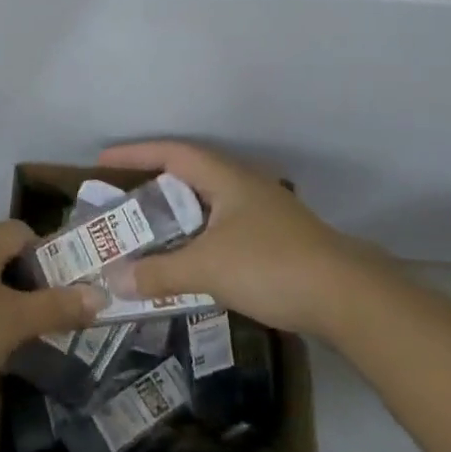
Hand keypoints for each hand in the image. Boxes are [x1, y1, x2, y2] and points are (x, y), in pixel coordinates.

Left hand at [0, 220, 108, 401]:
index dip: (47, 254)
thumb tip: (100, 296)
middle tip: (47, 314)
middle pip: (2, 255)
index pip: (21, 232)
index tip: (62, 287)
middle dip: (28, 282)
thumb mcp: (15, 321)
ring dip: (4, 301)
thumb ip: (58, 307)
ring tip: (20, 334)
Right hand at [95, 141, 397, 336]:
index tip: (102, 163)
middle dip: (153, 188)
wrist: (347, 297)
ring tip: (145, 234)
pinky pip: (221, 231)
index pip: (173, 153)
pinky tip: (186, 264)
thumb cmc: (272, 266)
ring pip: (207, 207)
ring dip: (176, 218)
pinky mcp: (274, 242)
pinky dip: (196, 241)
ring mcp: (263, 215)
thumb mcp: (208, 268)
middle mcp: (245, 188)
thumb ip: (159, 272)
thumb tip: (114, 279)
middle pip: (189, 177)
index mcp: (227, 178)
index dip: (136, 154)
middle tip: (120, 204)